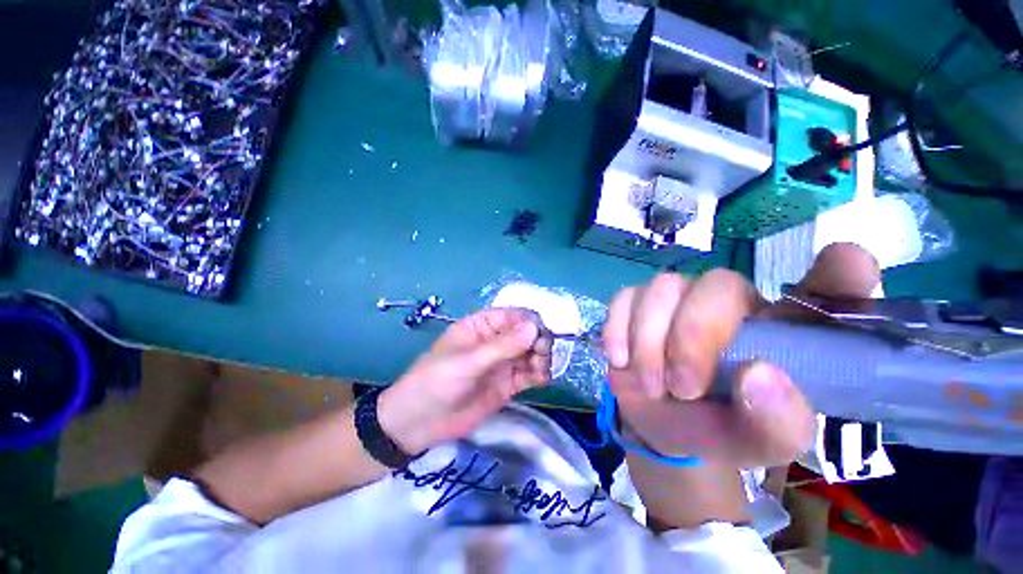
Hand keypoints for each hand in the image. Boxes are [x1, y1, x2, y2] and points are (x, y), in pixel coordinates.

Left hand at [378, 308, 552, 453]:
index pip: (514, 316)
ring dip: (542, 358)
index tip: (541, 336)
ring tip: (540, 372)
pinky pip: (529, 373)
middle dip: (539, 341)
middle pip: (527, 333)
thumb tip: (534, 327)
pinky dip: (539, 374)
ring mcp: (503, 362)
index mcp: (482, 325)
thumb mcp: (467, 362)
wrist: (419, 424)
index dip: (530, 322)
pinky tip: (541, 380)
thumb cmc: (436, 382)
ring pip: (532, 353)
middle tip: (541, 356)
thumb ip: (501, 346)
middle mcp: (496, 340)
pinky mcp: (508, 383)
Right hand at [603, 243, 880, 468]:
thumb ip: (778, 423)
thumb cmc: (722, 428)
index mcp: (784, 329)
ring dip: (650, 342)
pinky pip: (624, 298)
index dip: (838, 272)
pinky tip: (620, 359)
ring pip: (663, 288)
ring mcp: (679, 297)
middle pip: (718, 285)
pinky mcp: (637, 303)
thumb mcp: (759, 441)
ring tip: (651, 385)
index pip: (827, 286)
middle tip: (683, 387)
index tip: (845, 265)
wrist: (662, 423)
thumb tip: (760, 376)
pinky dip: (618, 331)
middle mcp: (733, 301)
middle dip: (693, 336)